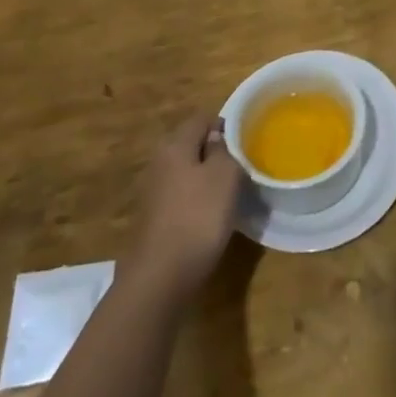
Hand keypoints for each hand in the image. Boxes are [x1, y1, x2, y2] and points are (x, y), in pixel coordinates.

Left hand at [129, 113, 245, 305]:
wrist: (159, 277)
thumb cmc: (198, 217)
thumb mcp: (225, 176)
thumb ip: (223, 149)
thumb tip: (215, 138)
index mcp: (175, 145)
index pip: (201, 119)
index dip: (224, 125)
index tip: (244, 142)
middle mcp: (158, 162)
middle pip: (190, 144)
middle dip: (214, 152)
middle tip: (238, 167)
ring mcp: (151, 191)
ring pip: (184, 171)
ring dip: (204, 178)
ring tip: (227, 193)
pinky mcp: (152, 218)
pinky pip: (178, 196)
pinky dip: (194, 200)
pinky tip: (208, 216)